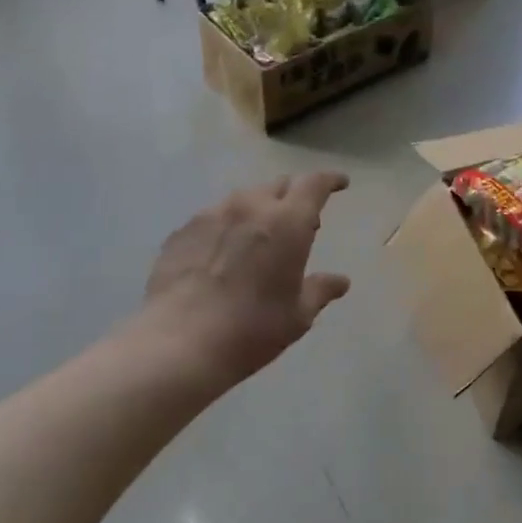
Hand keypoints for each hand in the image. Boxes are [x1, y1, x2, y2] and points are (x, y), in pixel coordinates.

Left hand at [141, 172, 351, 383]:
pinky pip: (213, 218)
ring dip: (258, 210)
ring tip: (260, 236)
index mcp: (287, 223)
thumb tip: (340, 281)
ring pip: (242, 199)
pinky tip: (223, 253)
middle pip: (277, 186)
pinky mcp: (181, 231)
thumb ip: (320, 290)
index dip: (330, 180)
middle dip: (294, 197)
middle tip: (301, 221)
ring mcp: (210, 215)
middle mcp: (249, 207)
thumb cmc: (252, 328)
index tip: (340, 183)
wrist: (180, 342)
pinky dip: (227, 227)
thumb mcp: (297, 315)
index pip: (314, 184)